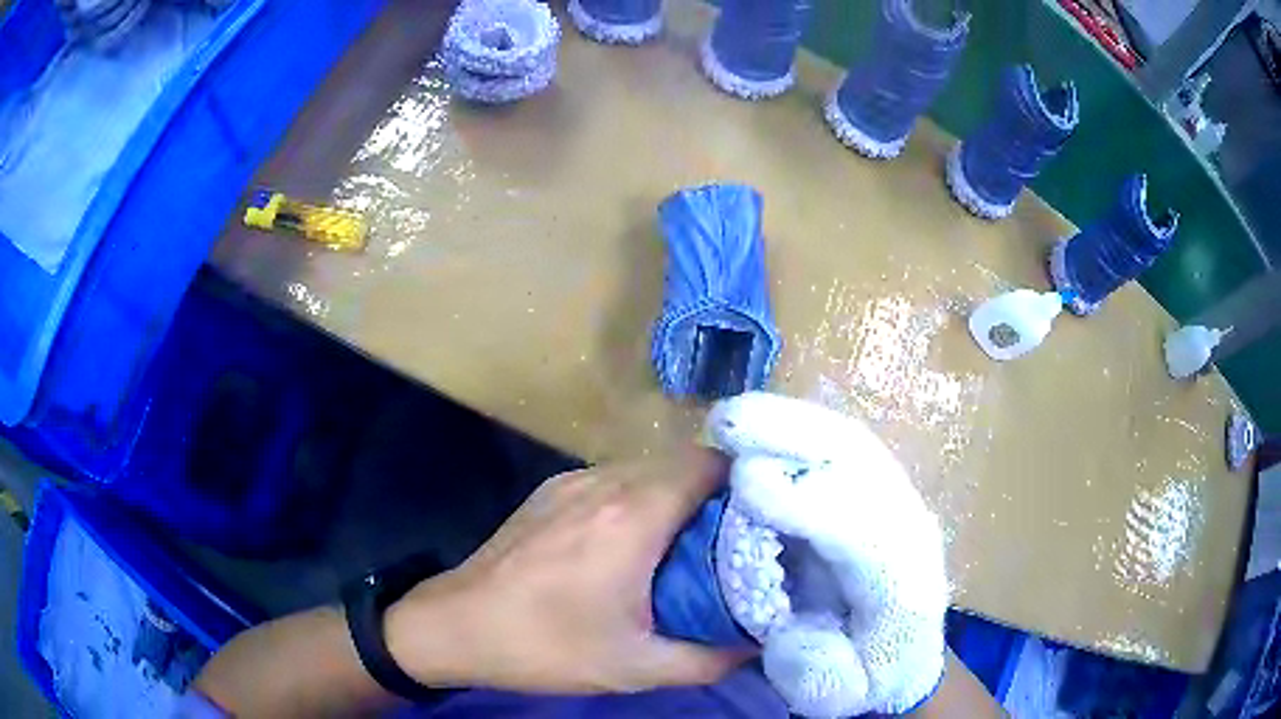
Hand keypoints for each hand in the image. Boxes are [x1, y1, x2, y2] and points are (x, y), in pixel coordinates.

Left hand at [384, 446, 752, 693]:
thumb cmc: (546, 647)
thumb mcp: (635, 667)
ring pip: (644, 469)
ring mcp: (570, 482)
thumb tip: (755, 647)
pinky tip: (627, 545)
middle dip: (713, 495)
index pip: (708, 464)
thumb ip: (708, 659)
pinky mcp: (546, 492)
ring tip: (682, 545)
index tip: (762, 515)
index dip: (743, 481)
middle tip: (728, 540)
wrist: (454, 626)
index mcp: (634, 516)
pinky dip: (635, 499)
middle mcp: (605, 483)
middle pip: (680, 463)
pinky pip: (610, 480)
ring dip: (672, 496)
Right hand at [711, 392, 949, 716]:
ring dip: (791, 424)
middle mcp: (904, 526)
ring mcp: (890, 500)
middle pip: (864, 465)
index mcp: (902, 583)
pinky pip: (835, 450)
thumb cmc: (868, 672)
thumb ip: (816, 671)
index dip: (811, 503)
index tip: (747, 483)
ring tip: (732, 417)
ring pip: (848, 446)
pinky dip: (794, 432)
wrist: (903, 652)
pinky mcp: (870, 491)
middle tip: (730, 422)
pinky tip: (754, 428)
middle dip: (799, 437)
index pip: (866, 532)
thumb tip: (784, 629)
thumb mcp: (841, 692)